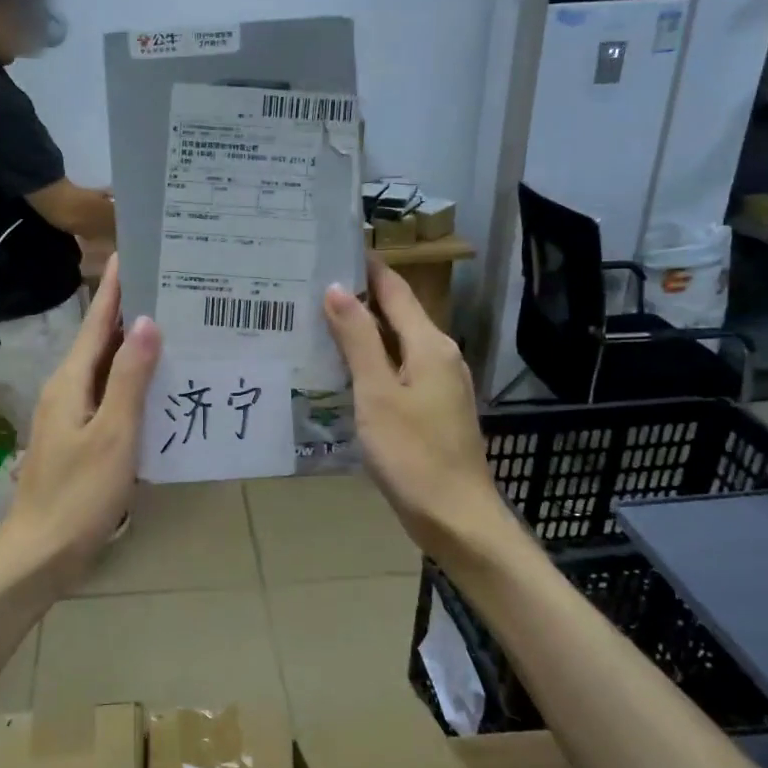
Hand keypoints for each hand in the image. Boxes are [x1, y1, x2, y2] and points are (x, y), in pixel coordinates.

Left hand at [0, 256, 159, 589]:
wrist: (40, 553)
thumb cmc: (78, 494)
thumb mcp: (113, 434)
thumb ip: (129, 379)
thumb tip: (145, 322)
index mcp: (71, 381)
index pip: (96, 322)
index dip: (115, 288)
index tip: (132, 253)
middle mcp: (67, 390)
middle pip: (101, 341)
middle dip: (131, 314)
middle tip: (172, 291)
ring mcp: (71, 416)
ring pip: (106, 370)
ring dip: (134, 349)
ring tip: (175, 330)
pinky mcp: (80, 439)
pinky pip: (109, 397)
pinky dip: (133, 384)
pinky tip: (159, 388)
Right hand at [324, 256, 502, 556]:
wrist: (455, 517)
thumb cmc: (413, 453)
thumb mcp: (376, 393)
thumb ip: (358, 340)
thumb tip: (337, 289)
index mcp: (430, 345)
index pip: (395, 290)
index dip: (367, 268)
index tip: (332, 249)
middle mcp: (440, 356)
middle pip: (397, 315)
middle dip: (358, 299)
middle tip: (311, 288)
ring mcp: (440, 384)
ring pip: (396, 344)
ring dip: (362, 332)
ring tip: (318, 324)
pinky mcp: (433, 409)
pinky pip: (398, 371)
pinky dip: (371, 362)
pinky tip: (343, 371)